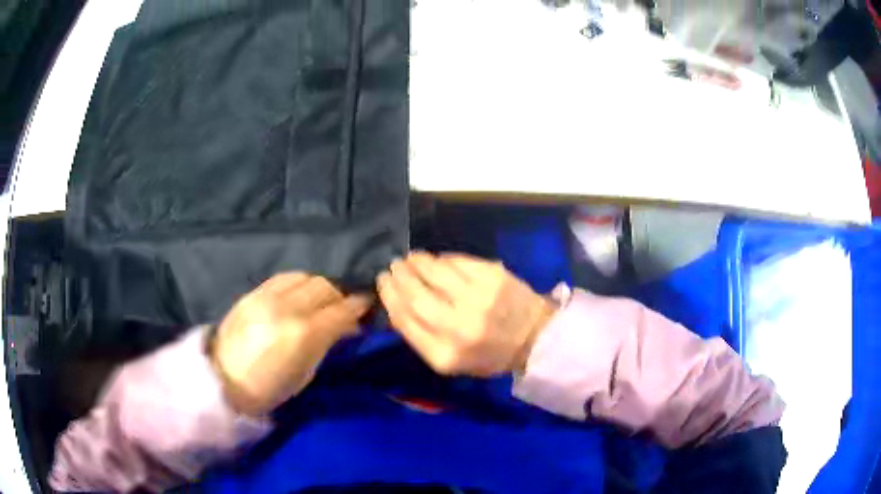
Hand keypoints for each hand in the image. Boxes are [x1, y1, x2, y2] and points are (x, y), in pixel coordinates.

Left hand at [211, 273, 370, 415]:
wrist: (223, 381)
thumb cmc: (268, 389)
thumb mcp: (305, 374)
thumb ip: (325, 344)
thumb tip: (343, 328)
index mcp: (303, 334)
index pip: (341, 310)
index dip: (358, 307)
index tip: (367, 308)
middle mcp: (287, 307)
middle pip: (324, 286)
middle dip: (339, 297)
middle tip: (342, 310)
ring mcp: (266, 296)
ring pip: (305, 277)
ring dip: (318, 288)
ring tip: (319, 302)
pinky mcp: (252, 293)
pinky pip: (284, 278)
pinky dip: (298, 283)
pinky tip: (298, 296)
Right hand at [377, 253, 556, 376]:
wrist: (534, 337)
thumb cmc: (489, 354)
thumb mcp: (452, 362)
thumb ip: (421, 338)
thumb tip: (396, 303)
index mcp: (445, 355)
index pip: (404, 321)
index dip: (389, 297)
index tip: (382, 283)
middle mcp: (458, 328)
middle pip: (415, 295)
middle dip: (399, 277)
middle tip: (393, 266)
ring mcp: (477, 299)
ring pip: (434, 272)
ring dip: (416, 262)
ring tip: (410, 259)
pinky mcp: (492, 277)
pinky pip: (457, 262)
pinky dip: (442, 259)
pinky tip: (437, 260)